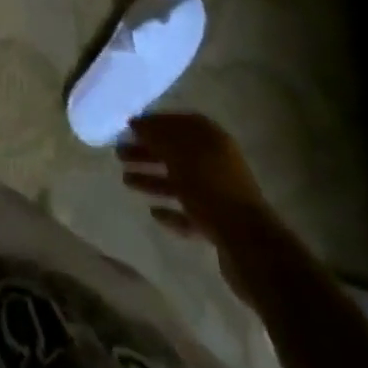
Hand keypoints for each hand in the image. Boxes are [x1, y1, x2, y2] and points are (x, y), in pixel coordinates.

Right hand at [117, 113, 274, 290]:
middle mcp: (217, 162)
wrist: (247, 245)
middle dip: (147, 152)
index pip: (179, 122)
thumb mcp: (179, 154)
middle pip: (176, 152)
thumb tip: (137, 123)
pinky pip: (189, 212)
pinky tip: (154, 212)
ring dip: (153, 180)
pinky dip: (171, 210)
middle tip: (120, 155)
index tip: (129, 128)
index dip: (154, 123)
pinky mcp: (219, 224)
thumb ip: (156, 135)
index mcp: (212, 140)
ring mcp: (219, 194)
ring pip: (180, 182)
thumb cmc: (210, 189)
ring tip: (126, 182)